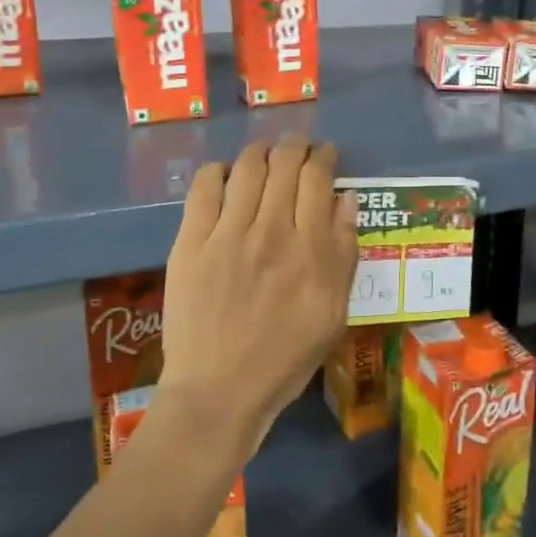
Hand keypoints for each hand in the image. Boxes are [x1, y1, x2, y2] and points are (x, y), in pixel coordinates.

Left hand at [159, 137, 358, 459]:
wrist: (219, 390)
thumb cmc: (285, 357)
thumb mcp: (333, 313)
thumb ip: (343, 252)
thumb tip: (345, 199)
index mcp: (310, 249)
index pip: (318, 178)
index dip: (324, 156)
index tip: (326, 153)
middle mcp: (271, 231)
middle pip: (284, 164)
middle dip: (295, 146)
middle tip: (297, 148)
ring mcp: (227, 234)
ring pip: (246, 168)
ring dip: (260, 152)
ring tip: (264, 154)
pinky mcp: (190, 242)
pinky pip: (203, 187)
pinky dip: (218, 171)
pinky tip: (225, 175)